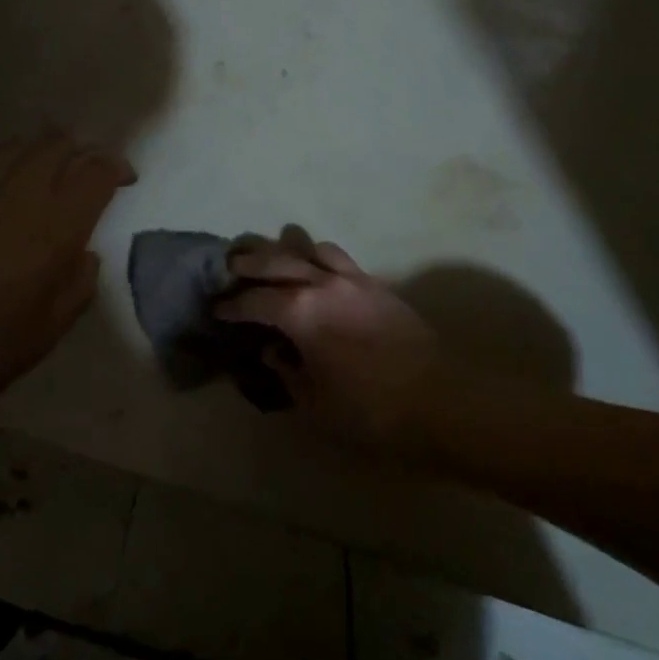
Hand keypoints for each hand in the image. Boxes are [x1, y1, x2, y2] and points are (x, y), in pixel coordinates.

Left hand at [0, 131, 134, 419]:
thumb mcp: (44, 335)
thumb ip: (77, 289)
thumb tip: (84, 257)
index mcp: (55, 229)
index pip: (96, 173)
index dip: (116, 168)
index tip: (123, 180)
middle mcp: (20, 194)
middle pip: (59, 144)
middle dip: (81, 151)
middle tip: (85, 173)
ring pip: (19, 144)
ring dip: (42, 151)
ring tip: (45, 174)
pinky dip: (2, 161)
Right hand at [215, 238, 447, 457]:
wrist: (441, 400)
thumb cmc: (370, 411)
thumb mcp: (315, 404)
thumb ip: (287, 373)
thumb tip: (272, 354)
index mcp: (300, 312)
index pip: (254, 301)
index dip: (231, 306)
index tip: (217, 309)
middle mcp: (323, 284)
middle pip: (276, 260)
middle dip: (249, 262)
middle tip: (231, 267)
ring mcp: (353, 279)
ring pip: (311, 248)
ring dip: (287, 250)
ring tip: (275, 260)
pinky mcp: (377, 285)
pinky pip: (339, 258)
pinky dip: (319, 257)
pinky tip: (316, 272)